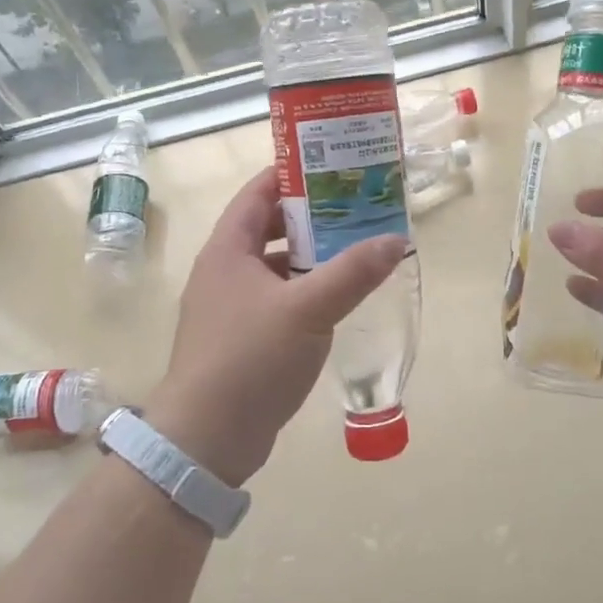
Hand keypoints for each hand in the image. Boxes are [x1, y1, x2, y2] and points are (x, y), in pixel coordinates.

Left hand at [149, 167, 405, 486]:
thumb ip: (353, 272)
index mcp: (228, 250)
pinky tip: (335, 299)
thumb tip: (396, 239)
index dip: (292, 174)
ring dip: (310, 255)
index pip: (258, 193)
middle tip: (356, 206)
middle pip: (269, 227)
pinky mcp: (240, 338)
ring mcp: (229, 307)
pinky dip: (304, 290)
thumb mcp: (309, 310)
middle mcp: (224, 271)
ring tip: (355, 248)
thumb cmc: (251, 359)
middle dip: (311, 215)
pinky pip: (277, 298)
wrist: (206, 439)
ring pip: (275, 265)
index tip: (333, 163)